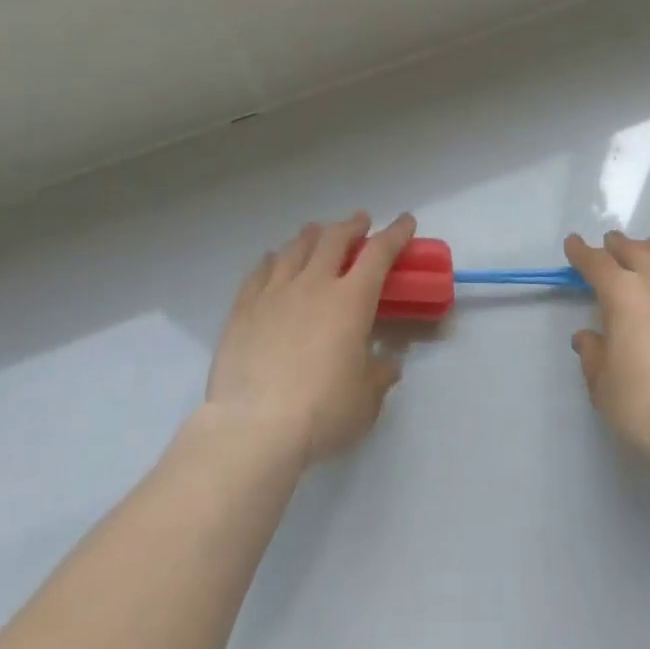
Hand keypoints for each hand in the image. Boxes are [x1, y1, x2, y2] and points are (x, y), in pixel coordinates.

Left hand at [205, 211, 412, 465]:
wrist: (254, 427)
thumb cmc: (322, 412)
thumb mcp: (366, 400)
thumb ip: (380, 375)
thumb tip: (389, 362)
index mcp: (350, 300)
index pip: (379, 253)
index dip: (395, 233)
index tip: (406, 221)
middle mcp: (314, 284)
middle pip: (334, 239)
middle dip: (351, 225)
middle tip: (359, 222)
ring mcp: (274, 292)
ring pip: (295, 248)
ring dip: (312, 235)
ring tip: (317, 232)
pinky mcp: (243, 308)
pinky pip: (260, 271)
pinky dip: (272, 259)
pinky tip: (273, 259)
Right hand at [567, 232, 649, 464]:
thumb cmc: (645, 405)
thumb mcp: (603, 384)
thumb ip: (593, 353)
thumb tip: (589, 337)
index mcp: (624, 293)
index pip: (597, 262)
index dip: (581, 251)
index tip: (573, 244)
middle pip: (636, 250)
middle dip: (618, 246)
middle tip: (610, 247)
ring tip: (647, 259)